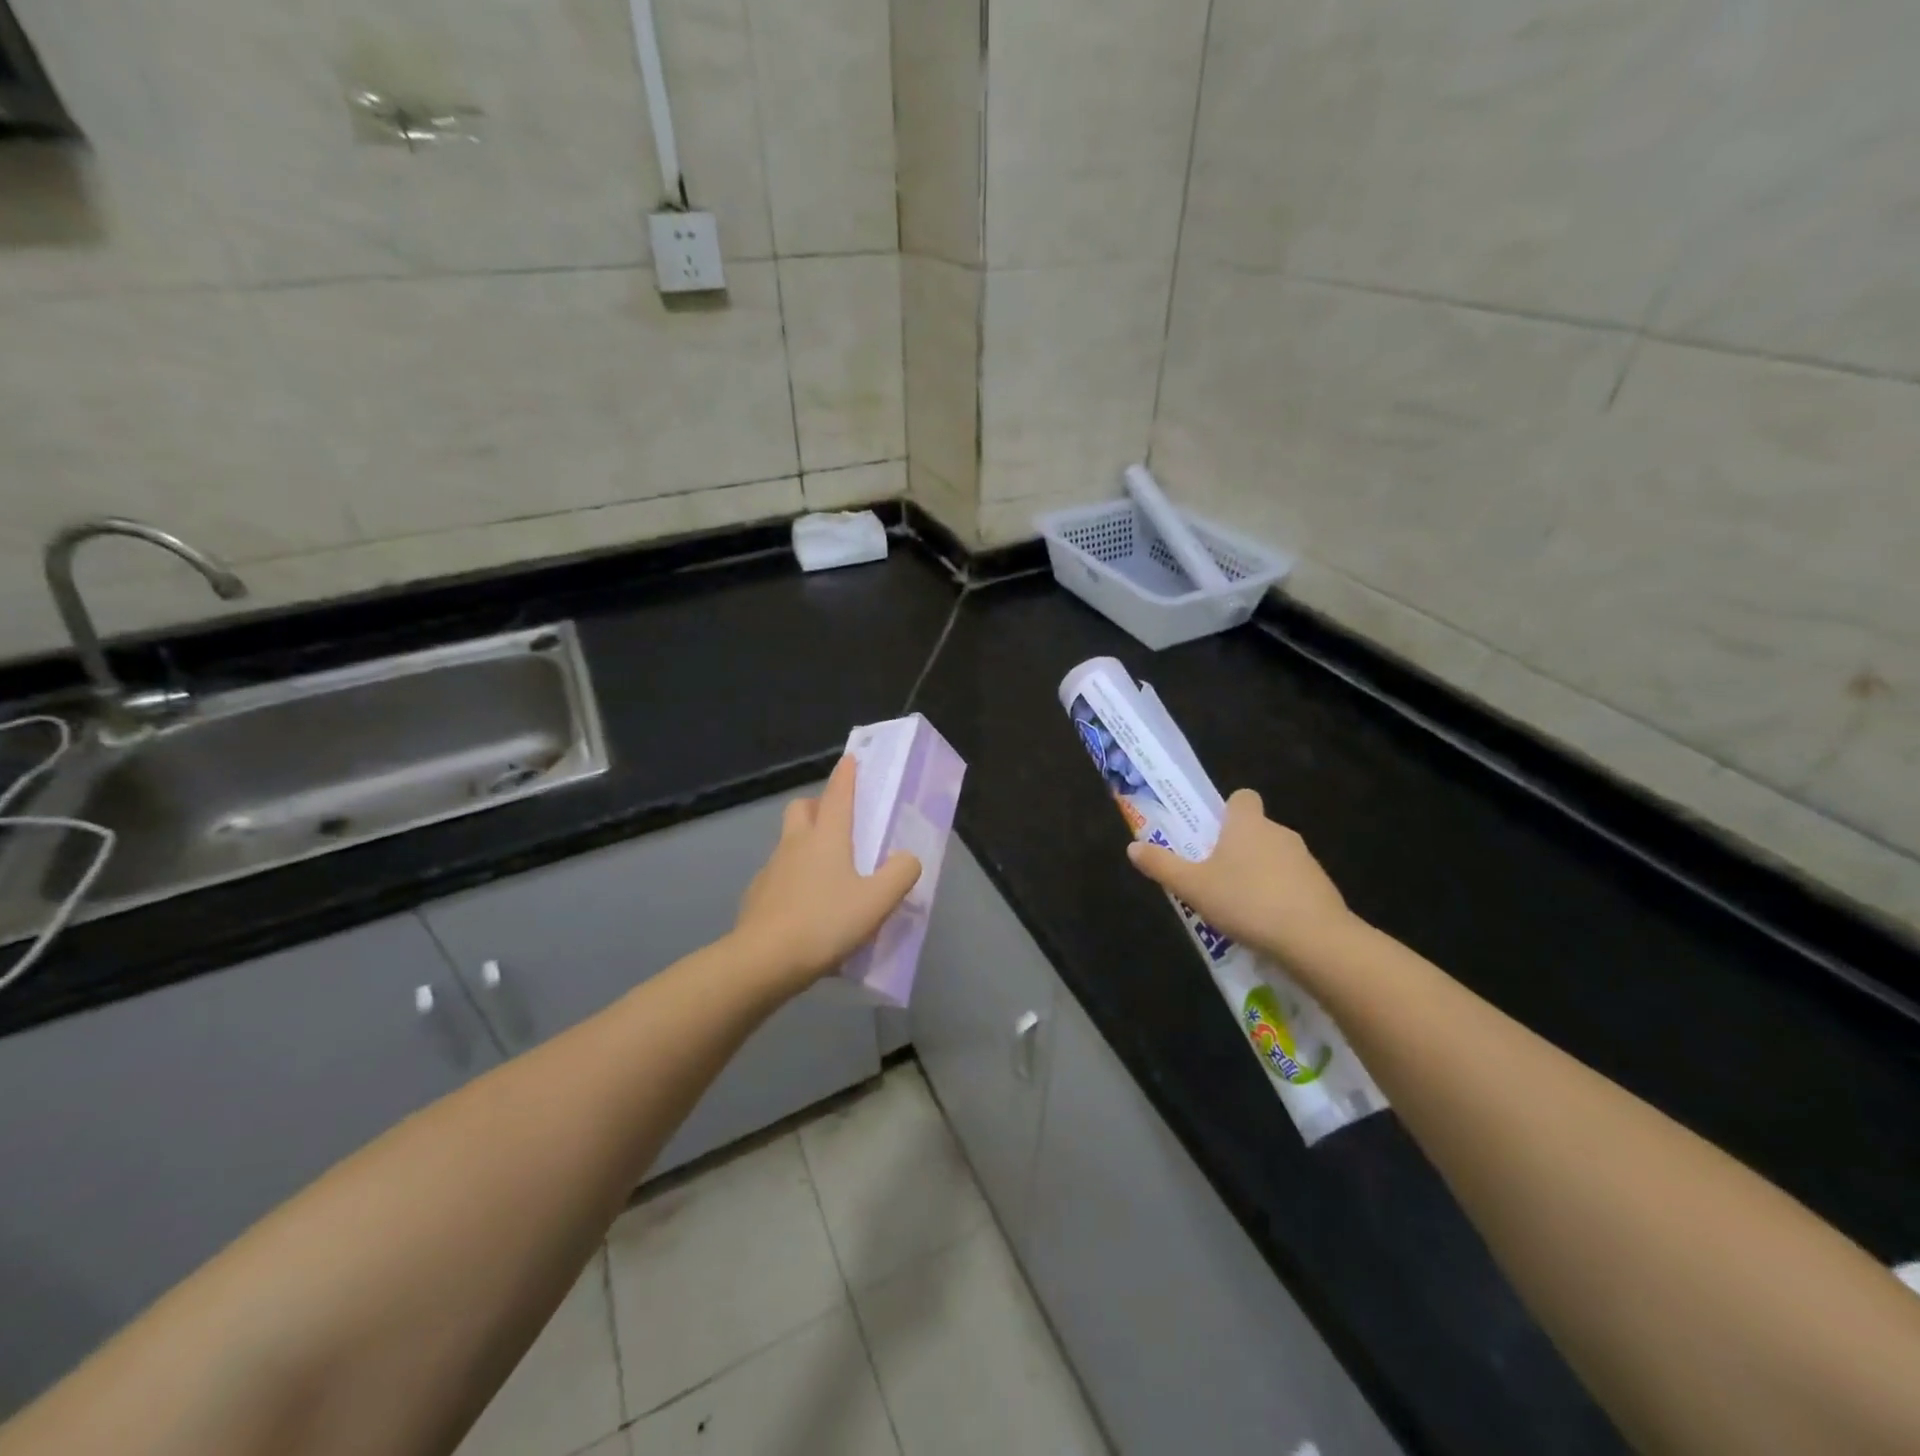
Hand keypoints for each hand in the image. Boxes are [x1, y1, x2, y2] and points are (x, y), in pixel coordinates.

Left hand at [733, 754, 922, 989]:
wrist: (763, 961)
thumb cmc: (825, 922)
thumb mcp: (877, 901)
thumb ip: (900, 874)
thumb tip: (907, 858)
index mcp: (826, 837)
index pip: (838, 794)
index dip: (847, 775)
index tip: (851, 759)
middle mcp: (795, 844)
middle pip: (802, 808)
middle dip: (818, 805)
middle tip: (838, 822)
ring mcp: (772, 869)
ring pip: (788, 842)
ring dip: (805, 844)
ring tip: (829, 873)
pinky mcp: (757, 896)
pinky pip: (779, 876)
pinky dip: (794, 879)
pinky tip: (807, 907)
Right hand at [1126, 789, 1358, 970]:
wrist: (1314, 938)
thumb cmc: (1245, 901)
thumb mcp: (1192, 886)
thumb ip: (1162, 866)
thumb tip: (1132, 847)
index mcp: (1247, 824)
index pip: (1242, 797)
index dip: (1228, 811)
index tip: (1213, 834)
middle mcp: (1279, 832)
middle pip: (1256, 829)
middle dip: (1238, 848)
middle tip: (1215, 877)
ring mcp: (1305, 859)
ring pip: (1275, 856)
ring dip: (1259, 873)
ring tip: (1240, 906)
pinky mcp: (1322, 886)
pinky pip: (1293, 882)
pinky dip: (1281, 895)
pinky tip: (1267, 923)